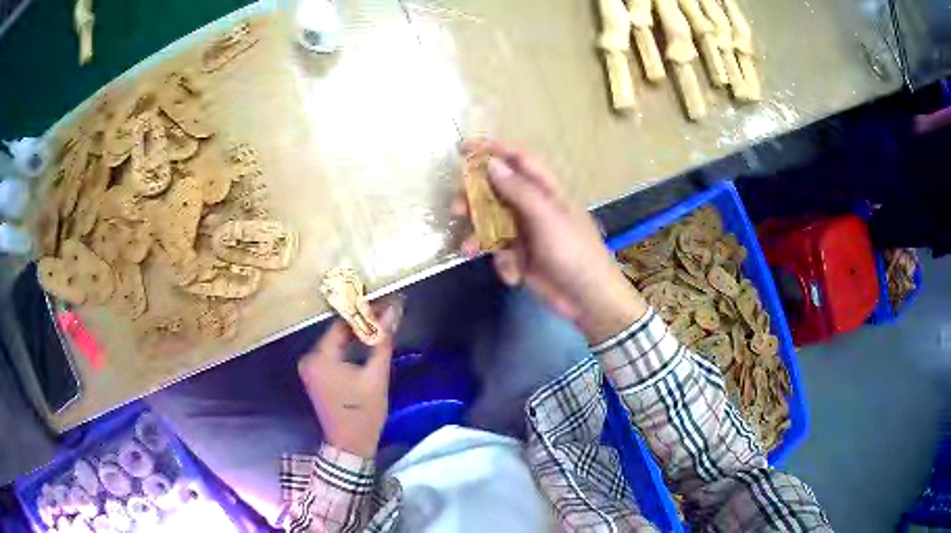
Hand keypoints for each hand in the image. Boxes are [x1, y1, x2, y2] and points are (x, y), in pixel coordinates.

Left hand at [297, 299, 402, 457]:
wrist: (350, 445)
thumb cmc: (364, 413)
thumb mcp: (376, 376)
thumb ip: (382, 340)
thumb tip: (394, 309)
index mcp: (320, 357)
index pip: (342, 323)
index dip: (365, 310)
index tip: (386, 302)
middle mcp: (309, 357)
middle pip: (337, 331)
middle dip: (362, 321)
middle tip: (388, 311)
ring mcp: (309, 367)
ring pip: (335, 341)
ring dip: (356, 333)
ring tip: (381, 323)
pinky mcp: (315, 374)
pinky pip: (332, 352)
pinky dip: (349, 346)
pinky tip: (366, 342)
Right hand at [455, 139, 646, 343]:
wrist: (587, 298)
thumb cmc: (573, 251)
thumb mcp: (546, 218)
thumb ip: (518, 190)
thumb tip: (491, 163)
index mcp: (545, 189)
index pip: (516, 159)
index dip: (491, 149)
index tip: (462, 148)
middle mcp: (533, 205)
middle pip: (496, 190)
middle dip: (474, 199)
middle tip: (456, 210)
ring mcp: (526, 230)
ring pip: (491, 222)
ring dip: (479, 235)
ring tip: (468, 249)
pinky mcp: (521, 254)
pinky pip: (500, 250)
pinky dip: (501, 261)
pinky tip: (511, 274)